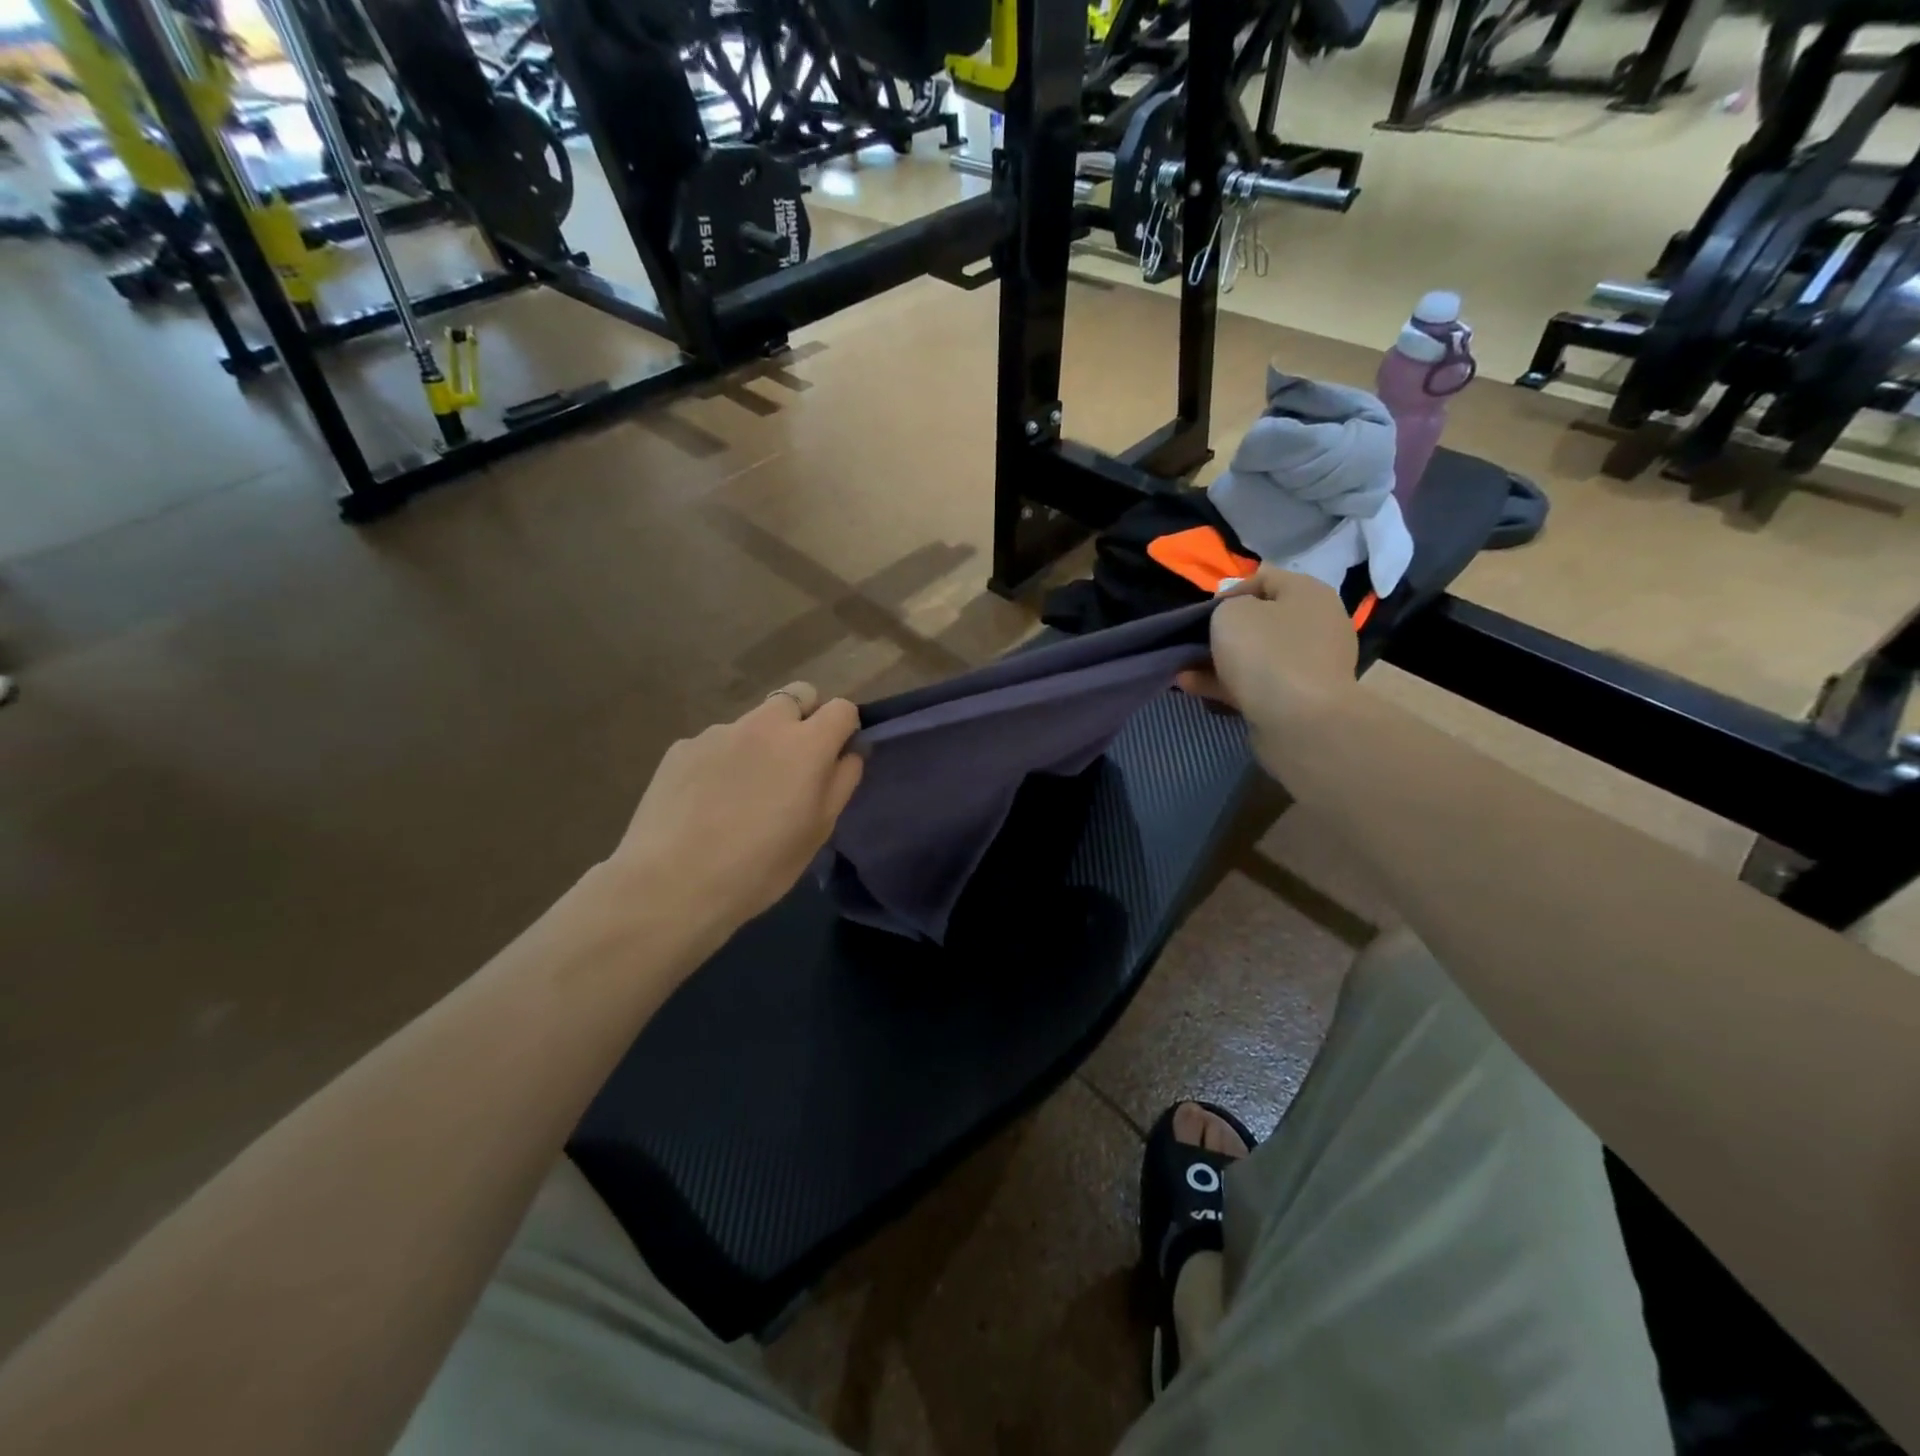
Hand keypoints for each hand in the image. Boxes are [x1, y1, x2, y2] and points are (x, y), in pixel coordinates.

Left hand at [605, 682, 864, 943]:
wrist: (671, 883)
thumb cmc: (760, 866)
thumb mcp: (818, 831)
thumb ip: (841, 782)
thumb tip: (850, 752)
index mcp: (805, 745)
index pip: (841, 708)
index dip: (844, 729)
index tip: (836, 756)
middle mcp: (763, 725)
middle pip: (796, 695)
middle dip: (804, 718)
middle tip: (794, 764)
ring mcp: (718, 732)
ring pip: (753, 722)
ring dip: (760, 742)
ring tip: (742, 792)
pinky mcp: (682, 747)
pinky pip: (715, 743)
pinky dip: (721, 761)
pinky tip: (706, 802)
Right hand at [1177, 568, 1358, 722]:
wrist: (1300, 720)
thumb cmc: (1266, 652)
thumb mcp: (1231, 613)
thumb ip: (1227, 606)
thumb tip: (1234, 617)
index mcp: (1308, 594)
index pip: (1265, 577)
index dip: (1230, 590)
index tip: (1203, 612)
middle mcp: (1316, 625)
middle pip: (1261, 620)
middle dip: (1224, 631)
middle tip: (1194, 642)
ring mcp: (1310, 664)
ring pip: (1256, 655)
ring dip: (1219, 661)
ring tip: (1183, 668)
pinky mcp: (1299, 698)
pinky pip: (1257, 683)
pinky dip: (1227, 683)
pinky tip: (1192, 686)